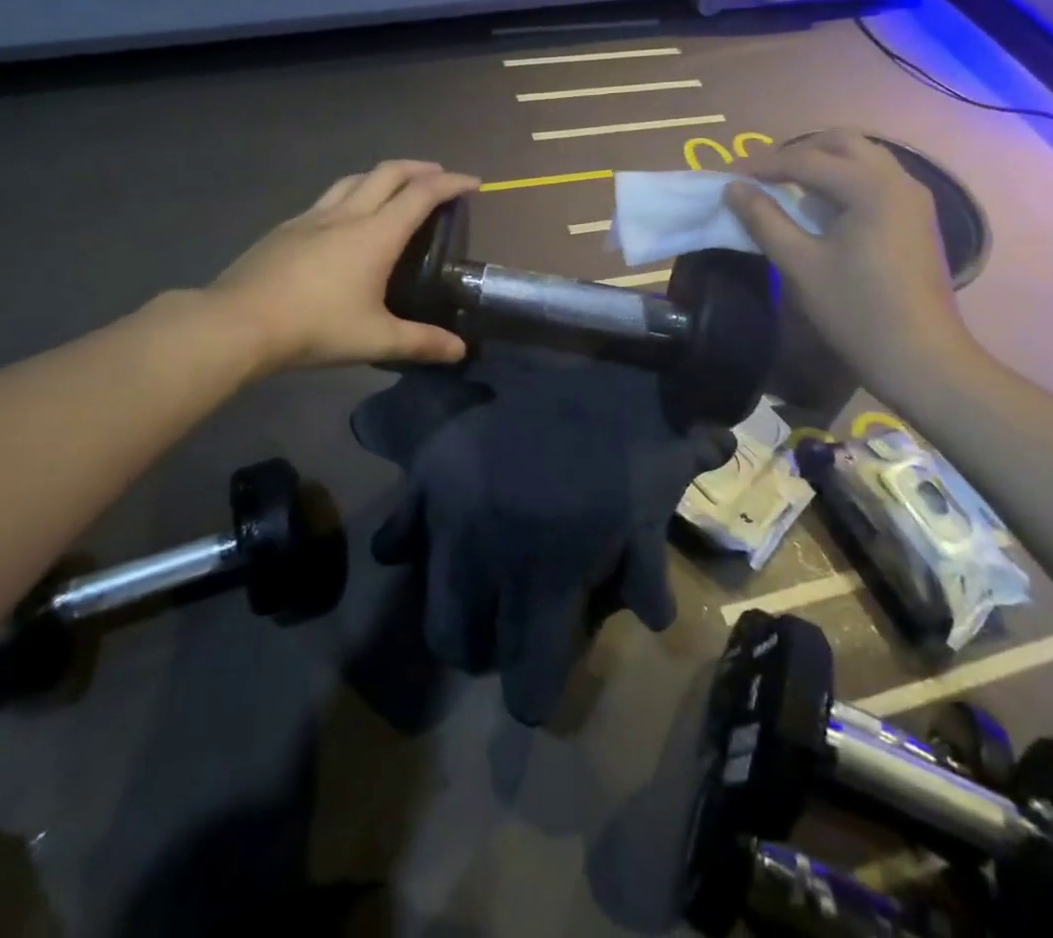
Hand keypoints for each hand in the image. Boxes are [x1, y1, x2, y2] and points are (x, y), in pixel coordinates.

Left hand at [209, 160, 478, 372]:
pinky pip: (328, 198)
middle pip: (388, 173)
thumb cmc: (315, 327)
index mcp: (375, 235)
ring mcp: (312, 217)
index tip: (473, 182)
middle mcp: (347, 215)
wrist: (238, 323)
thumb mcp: (376, 339)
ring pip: (354, 179)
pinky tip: (345, 217)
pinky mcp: (286, 227)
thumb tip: (460, 351)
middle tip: (439, 176)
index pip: (422, 194)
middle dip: (420, 168)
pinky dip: (351, 193)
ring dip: (383, 175)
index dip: (451, 183)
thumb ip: (421, 343)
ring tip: (396, 187)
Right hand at [354, 347, 731, 724]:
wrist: (590, 360)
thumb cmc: (631, 437)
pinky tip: (422, 538)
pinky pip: (398, 528)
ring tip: (473, 592)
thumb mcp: (653, 506)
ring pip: (432, 601)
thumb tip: (654, 622)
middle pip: (464, 645)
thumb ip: (648, 571)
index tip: (538, 689)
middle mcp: (488, 562)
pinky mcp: (429, 475)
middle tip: (506, 630)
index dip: (534, 692)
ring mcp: (451, 518)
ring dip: (453, 610)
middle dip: (487, 651)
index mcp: (547, 579)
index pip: (527, 677)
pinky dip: (406, 542)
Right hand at [724, 129, 977, 399]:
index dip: (764, 165)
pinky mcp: (917, 218)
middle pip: (842, 143)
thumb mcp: (800, 265)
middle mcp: (898, 180)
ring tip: (789, 187)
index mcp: (871, 187)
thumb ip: (764, 220)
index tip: (731, 177)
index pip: (807, 159)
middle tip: (763, 175)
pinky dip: (845, 180)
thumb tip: (733, 189)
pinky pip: (876, 179)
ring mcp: (914, 198)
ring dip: (824, 163)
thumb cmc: (857, 311)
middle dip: (798, 152)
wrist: (921, 358)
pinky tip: (823, 208)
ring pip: (863, 158)